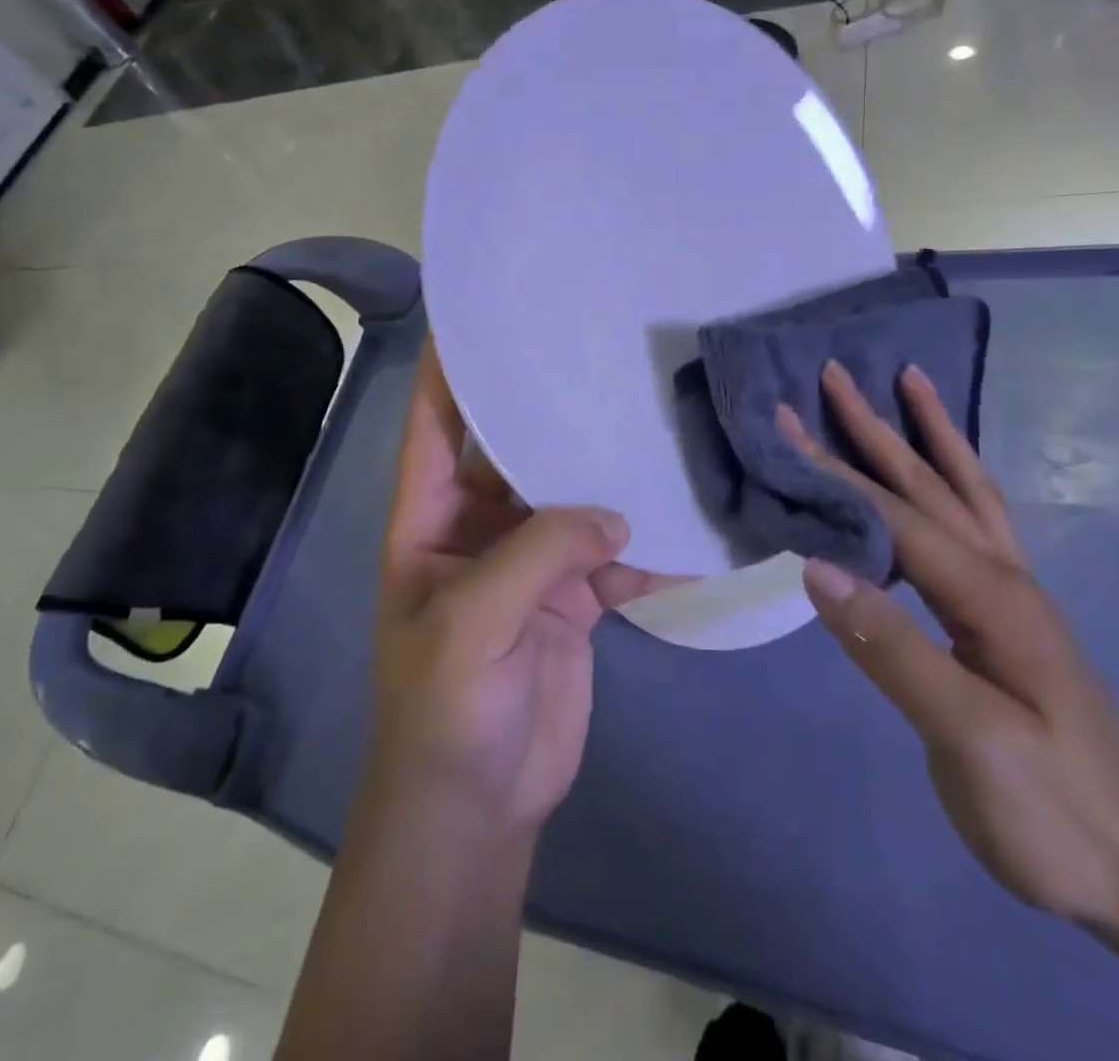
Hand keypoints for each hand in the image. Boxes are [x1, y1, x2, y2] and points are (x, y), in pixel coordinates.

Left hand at [370, 344, 662, 836]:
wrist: (477, 805)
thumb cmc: (444, 707)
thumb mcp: (472, 621)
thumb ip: (540, 554)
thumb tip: (615, 512)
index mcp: (430, 517)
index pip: (436, 424)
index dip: (452, 368)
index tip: (485, 312)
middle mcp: (478, 525)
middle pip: (515, 450)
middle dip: (550, 410)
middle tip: (600, 354)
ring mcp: (529, 560)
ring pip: (572, 497)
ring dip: (608, 473)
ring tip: (657, 421)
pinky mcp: (574, 597)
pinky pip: (612, 553)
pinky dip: (646, 542)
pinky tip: (688, 521)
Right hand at [779, 361, 1118, 935]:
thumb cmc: (1052, 809)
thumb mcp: (970, 738)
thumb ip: (893, 647)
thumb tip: (816, 566)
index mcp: (989, 595)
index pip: (892, 515)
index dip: (833, 470)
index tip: (781, 425)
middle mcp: (1003, 577)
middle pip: (929, 484)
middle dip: (878, 426)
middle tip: (837, 373)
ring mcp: (1012, 595)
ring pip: (964, 492)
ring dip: (930, 435)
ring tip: (911, 385)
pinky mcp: (1008, 618)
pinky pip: (975, 524)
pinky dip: (952, 481)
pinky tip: (940, 477)